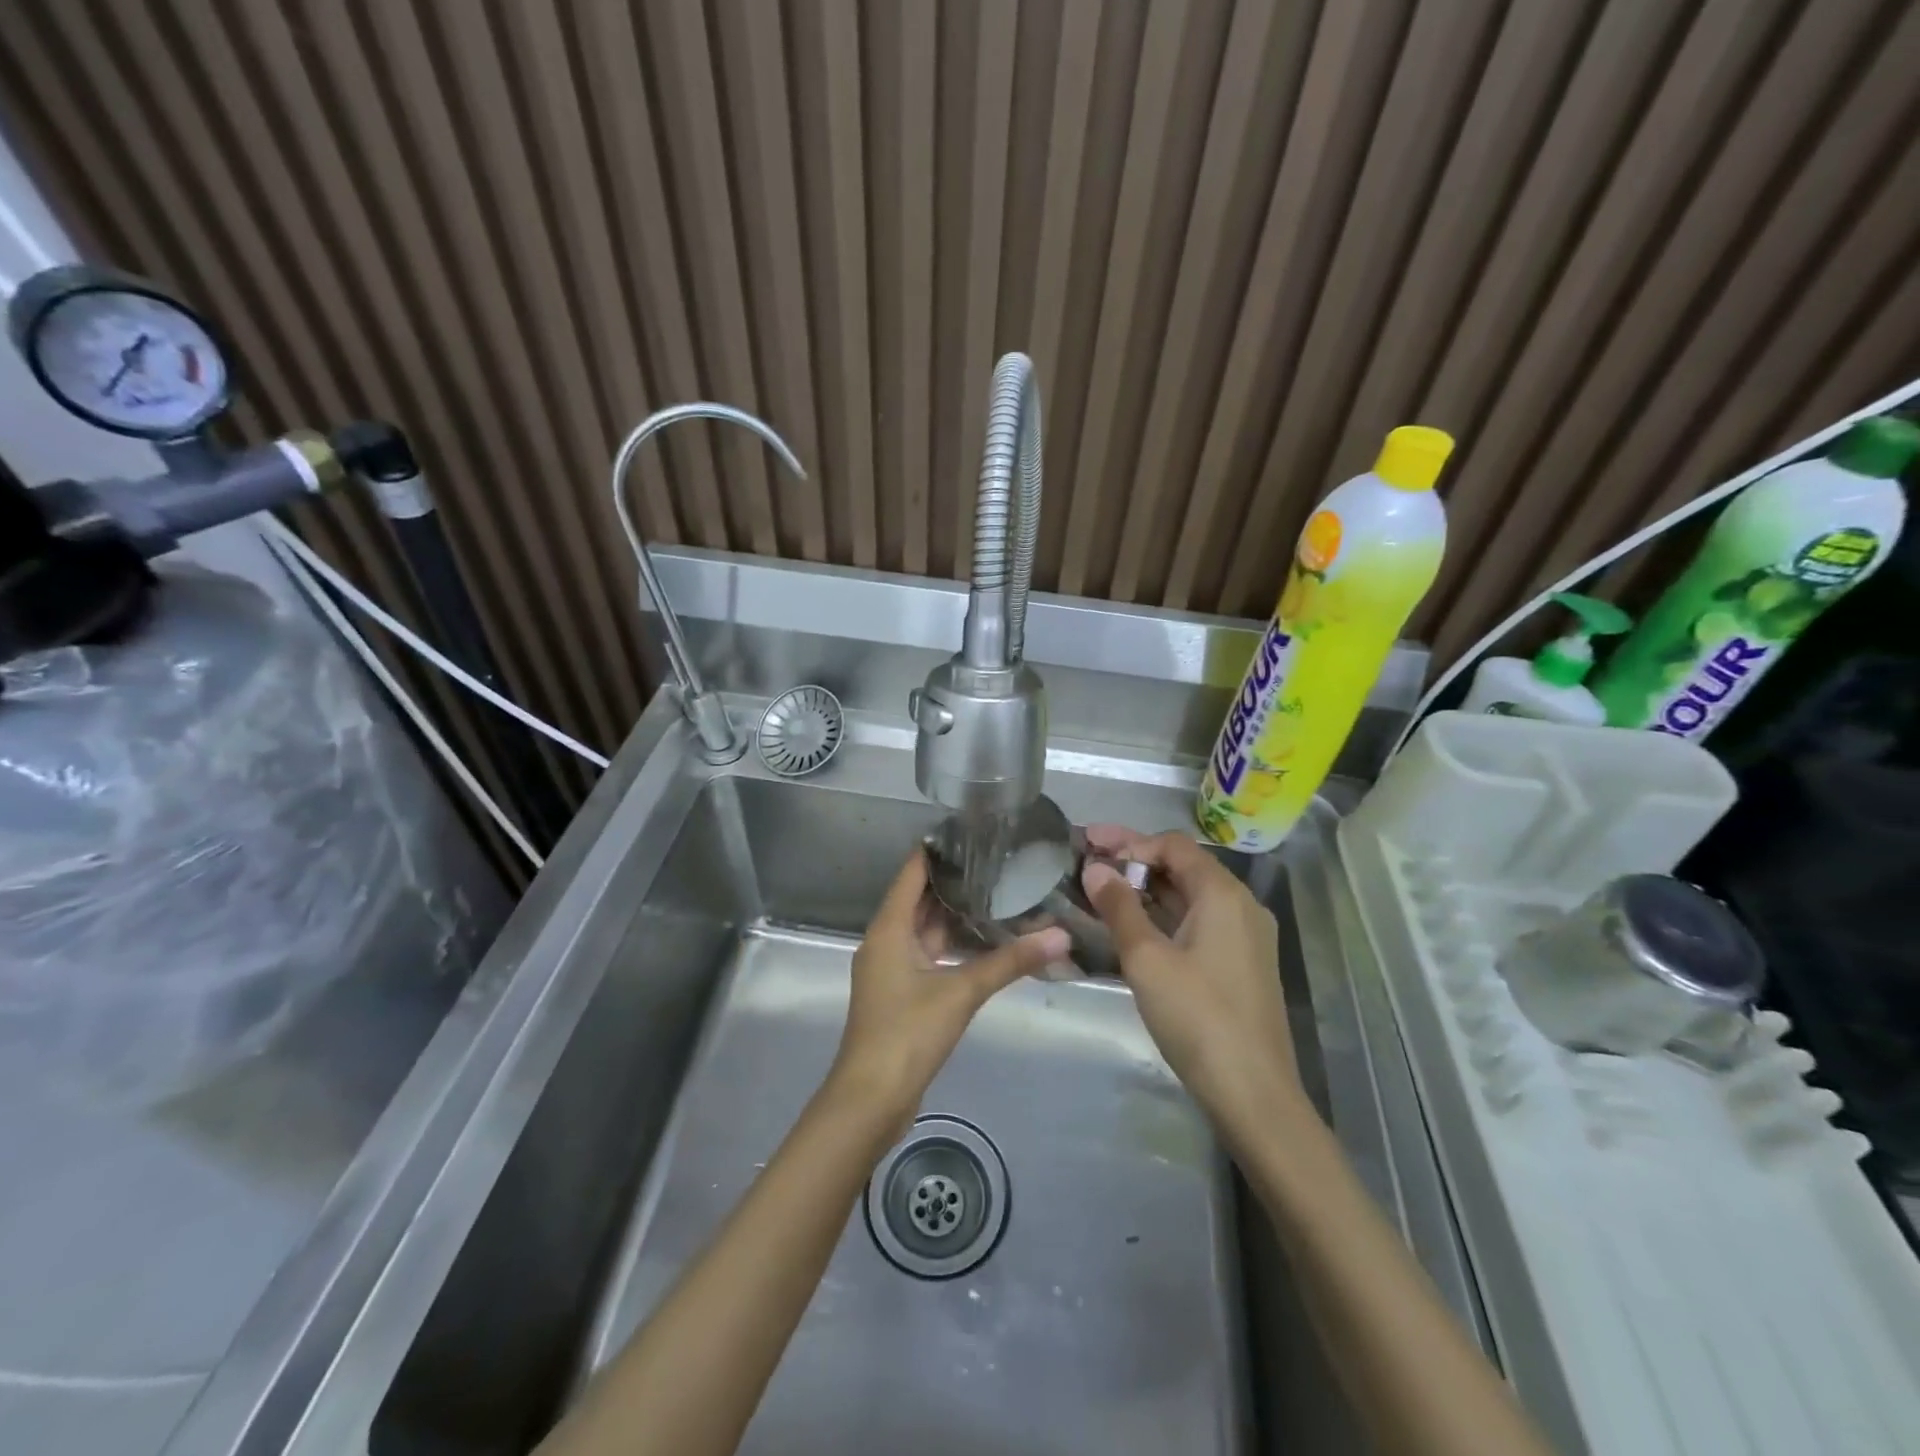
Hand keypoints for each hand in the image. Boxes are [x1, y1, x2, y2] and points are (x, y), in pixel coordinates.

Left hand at [830, 848, 1068, 1125]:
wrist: (870, 1099)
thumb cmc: (907, 1033)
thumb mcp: (961, 991)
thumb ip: (1010, 961)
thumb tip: (1060, 935)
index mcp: (889, 928)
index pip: (912, 872)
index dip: (939, 850)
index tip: (973, 832)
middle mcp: (885, 940)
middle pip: (918, 898)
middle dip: (954, 880)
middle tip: (997, 860)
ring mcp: (890, 968)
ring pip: (924, 928)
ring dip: (954, 914)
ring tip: (997, 893)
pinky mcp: (900, 992)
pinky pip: (927, 953)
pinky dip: (950, 943)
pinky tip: (982, 941)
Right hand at [1082, 826, 1302, 1138]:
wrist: (1253, 1093)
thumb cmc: (1197, 1016)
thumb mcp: (1146, 958)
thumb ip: (1118, 907)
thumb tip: (1095, 868)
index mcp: (1223, 894)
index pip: (1172, 846)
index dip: (1128, 840)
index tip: (1088, 844)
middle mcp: (1240, 906)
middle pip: (1182, 867)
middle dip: (1134, 861)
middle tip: (1087, 862)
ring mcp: (1244, 937)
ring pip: (1189, 897)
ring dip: (1146, 890)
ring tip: (1100, 890)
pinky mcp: (1239, 964)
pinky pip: (1196, 923)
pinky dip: (1162, 916)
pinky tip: (1131, 925)